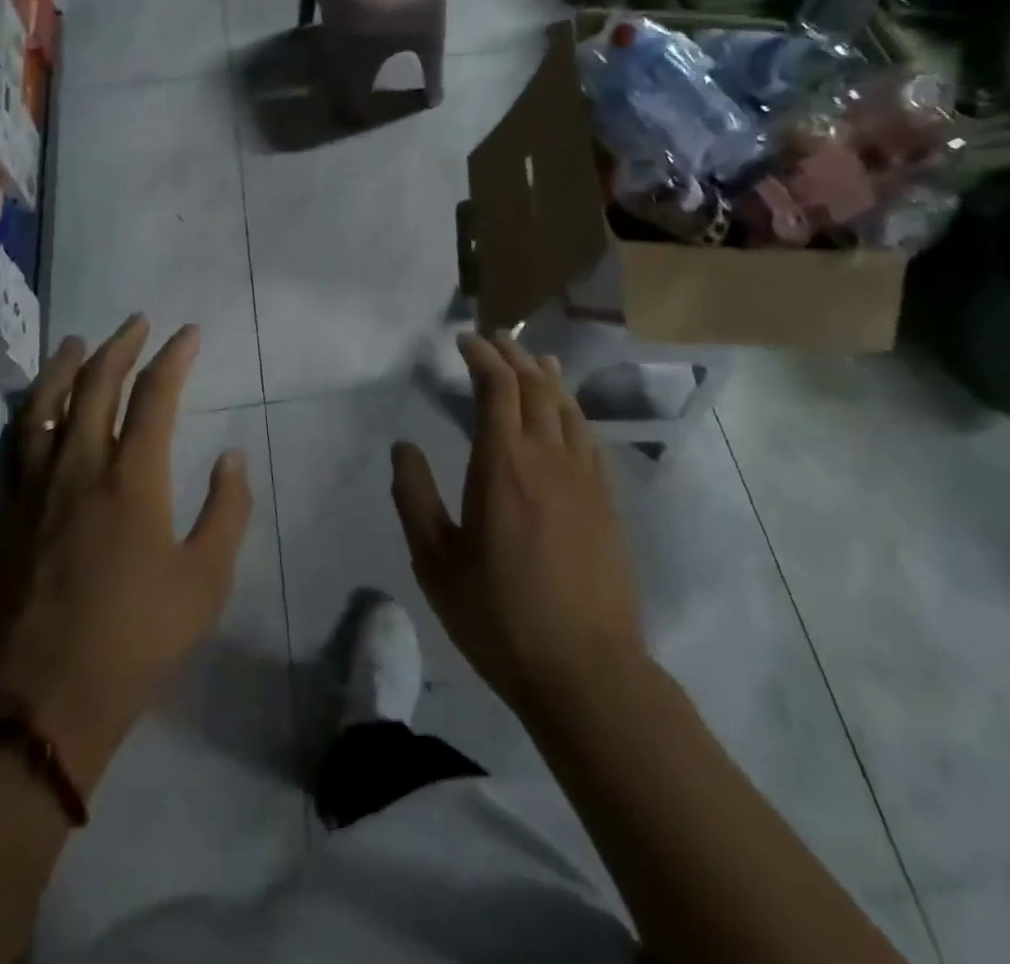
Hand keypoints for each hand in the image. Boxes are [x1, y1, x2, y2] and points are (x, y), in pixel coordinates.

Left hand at [0, 317, 251, 792]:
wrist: (43, 700)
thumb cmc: (137, 638)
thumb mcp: (206, 580)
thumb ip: (227, 511)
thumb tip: (232, 458)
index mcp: (132, 478)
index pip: (155, 396)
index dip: (174, 357)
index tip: (189, 333)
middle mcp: (80, 467)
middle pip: (95, 386)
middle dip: (120, 346)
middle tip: (137, 322)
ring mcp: (35, 488)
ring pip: (45, 406)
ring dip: (64, 366)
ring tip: (77, 341)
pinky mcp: (7, 513)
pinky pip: (13, 444)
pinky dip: (27, 411)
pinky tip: (32, 405)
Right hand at [391, 333, 645, 722]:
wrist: (586, 670)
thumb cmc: (500, 617)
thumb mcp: (436, 563)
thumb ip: (415, 498)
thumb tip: (403, 447)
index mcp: (502, 465)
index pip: (497, 388)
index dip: (481, 356)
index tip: (464, 341)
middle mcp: (548, 457)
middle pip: (535, 387)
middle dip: (512, 356)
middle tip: (494, 340)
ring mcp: (584, 478)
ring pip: (567, 408)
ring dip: (547, 377)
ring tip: (534, 359)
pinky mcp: (606, 501)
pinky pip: (588, 437)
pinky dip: (572, 410)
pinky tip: (567, 412)